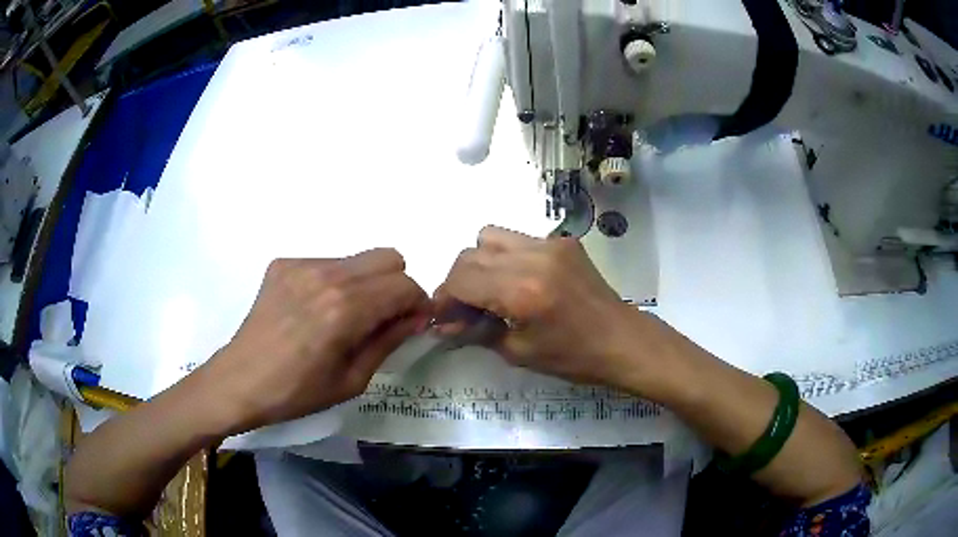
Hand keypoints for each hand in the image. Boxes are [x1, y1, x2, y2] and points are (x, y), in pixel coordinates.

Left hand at [204, 250, 430, 432]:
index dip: (418, 304)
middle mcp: (326, 275)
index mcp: (345, 308)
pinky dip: (335, 283)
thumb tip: (418, 317)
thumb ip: (389, 341)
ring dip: (365, 284)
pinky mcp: (283, 264)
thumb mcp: (352, 379)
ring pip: (358, 259)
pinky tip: (315, 311)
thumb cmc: (297, 392)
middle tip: (383, 318)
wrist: (240, 381)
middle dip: (396, 286)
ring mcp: (301, 264)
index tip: (412, 324)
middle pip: (388, 257)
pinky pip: (327, 263)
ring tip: (344, 317)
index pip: (404, 285)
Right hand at [435, 226, 647, 388]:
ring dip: (481, 262)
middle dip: (459, 280)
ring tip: (492, 290)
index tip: (443, 316)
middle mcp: (533, 257)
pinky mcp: (563, 241)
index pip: (461, 279)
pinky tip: (520, 282)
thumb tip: (442, 324)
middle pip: (470, 253)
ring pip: (491, 236)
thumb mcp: (518, 352)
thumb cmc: (573, 357)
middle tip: (465, 307)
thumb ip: (475, 331)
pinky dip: (507, 257)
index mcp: (522, 291)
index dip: (444, 297)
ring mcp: (550, 244)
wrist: (622, 341)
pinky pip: (519, 239)